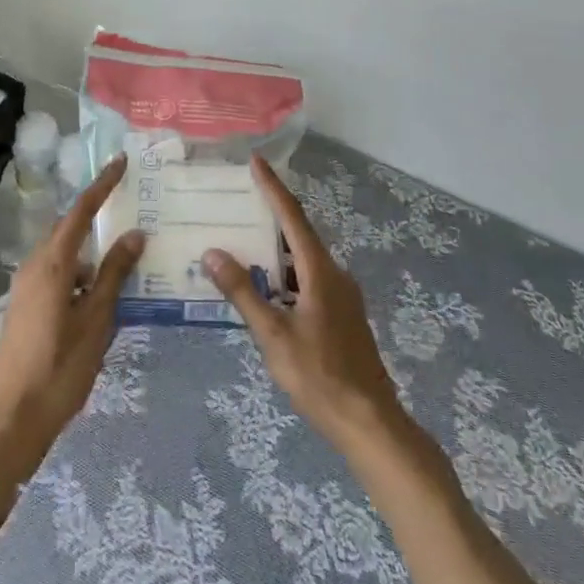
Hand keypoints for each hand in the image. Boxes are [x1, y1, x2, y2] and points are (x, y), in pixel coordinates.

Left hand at [0, 154, 143, 470]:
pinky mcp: (25, 307)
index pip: (81, 211)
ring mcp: (26, 287)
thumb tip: (134, 234)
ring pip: (65, 256)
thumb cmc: (58, 370)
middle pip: (70, 230)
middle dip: (98, 217)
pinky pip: (58, 276)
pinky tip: (101, 297)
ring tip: (125, 263)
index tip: (121, 161)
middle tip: (130, 209)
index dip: (102, 184)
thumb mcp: (96, 322)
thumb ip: (114, 275)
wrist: (9, 423)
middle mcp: (35, 266)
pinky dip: (81, 276)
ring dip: (92, 254)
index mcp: (52, 264)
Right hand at [204, 155, 405, 451]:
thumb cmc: (320, 377)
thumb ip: (243, 293)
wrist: (370, 423)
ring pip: (303, 260)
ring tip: (244, 243)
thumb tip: (213, 253)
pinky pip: (309, 280)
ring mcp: (341, 296)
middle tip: (239, 201)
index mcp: (320, 272)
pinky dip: (285, 274)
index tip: (256, 160)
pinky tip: (266, 290)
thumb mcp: (274, 336)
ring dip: (276, 250)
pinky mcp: (342, 316)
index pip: (292, 217)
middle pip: (299, 234)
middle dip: (271, 215)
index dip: (273, 188)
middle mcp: (334, 274)